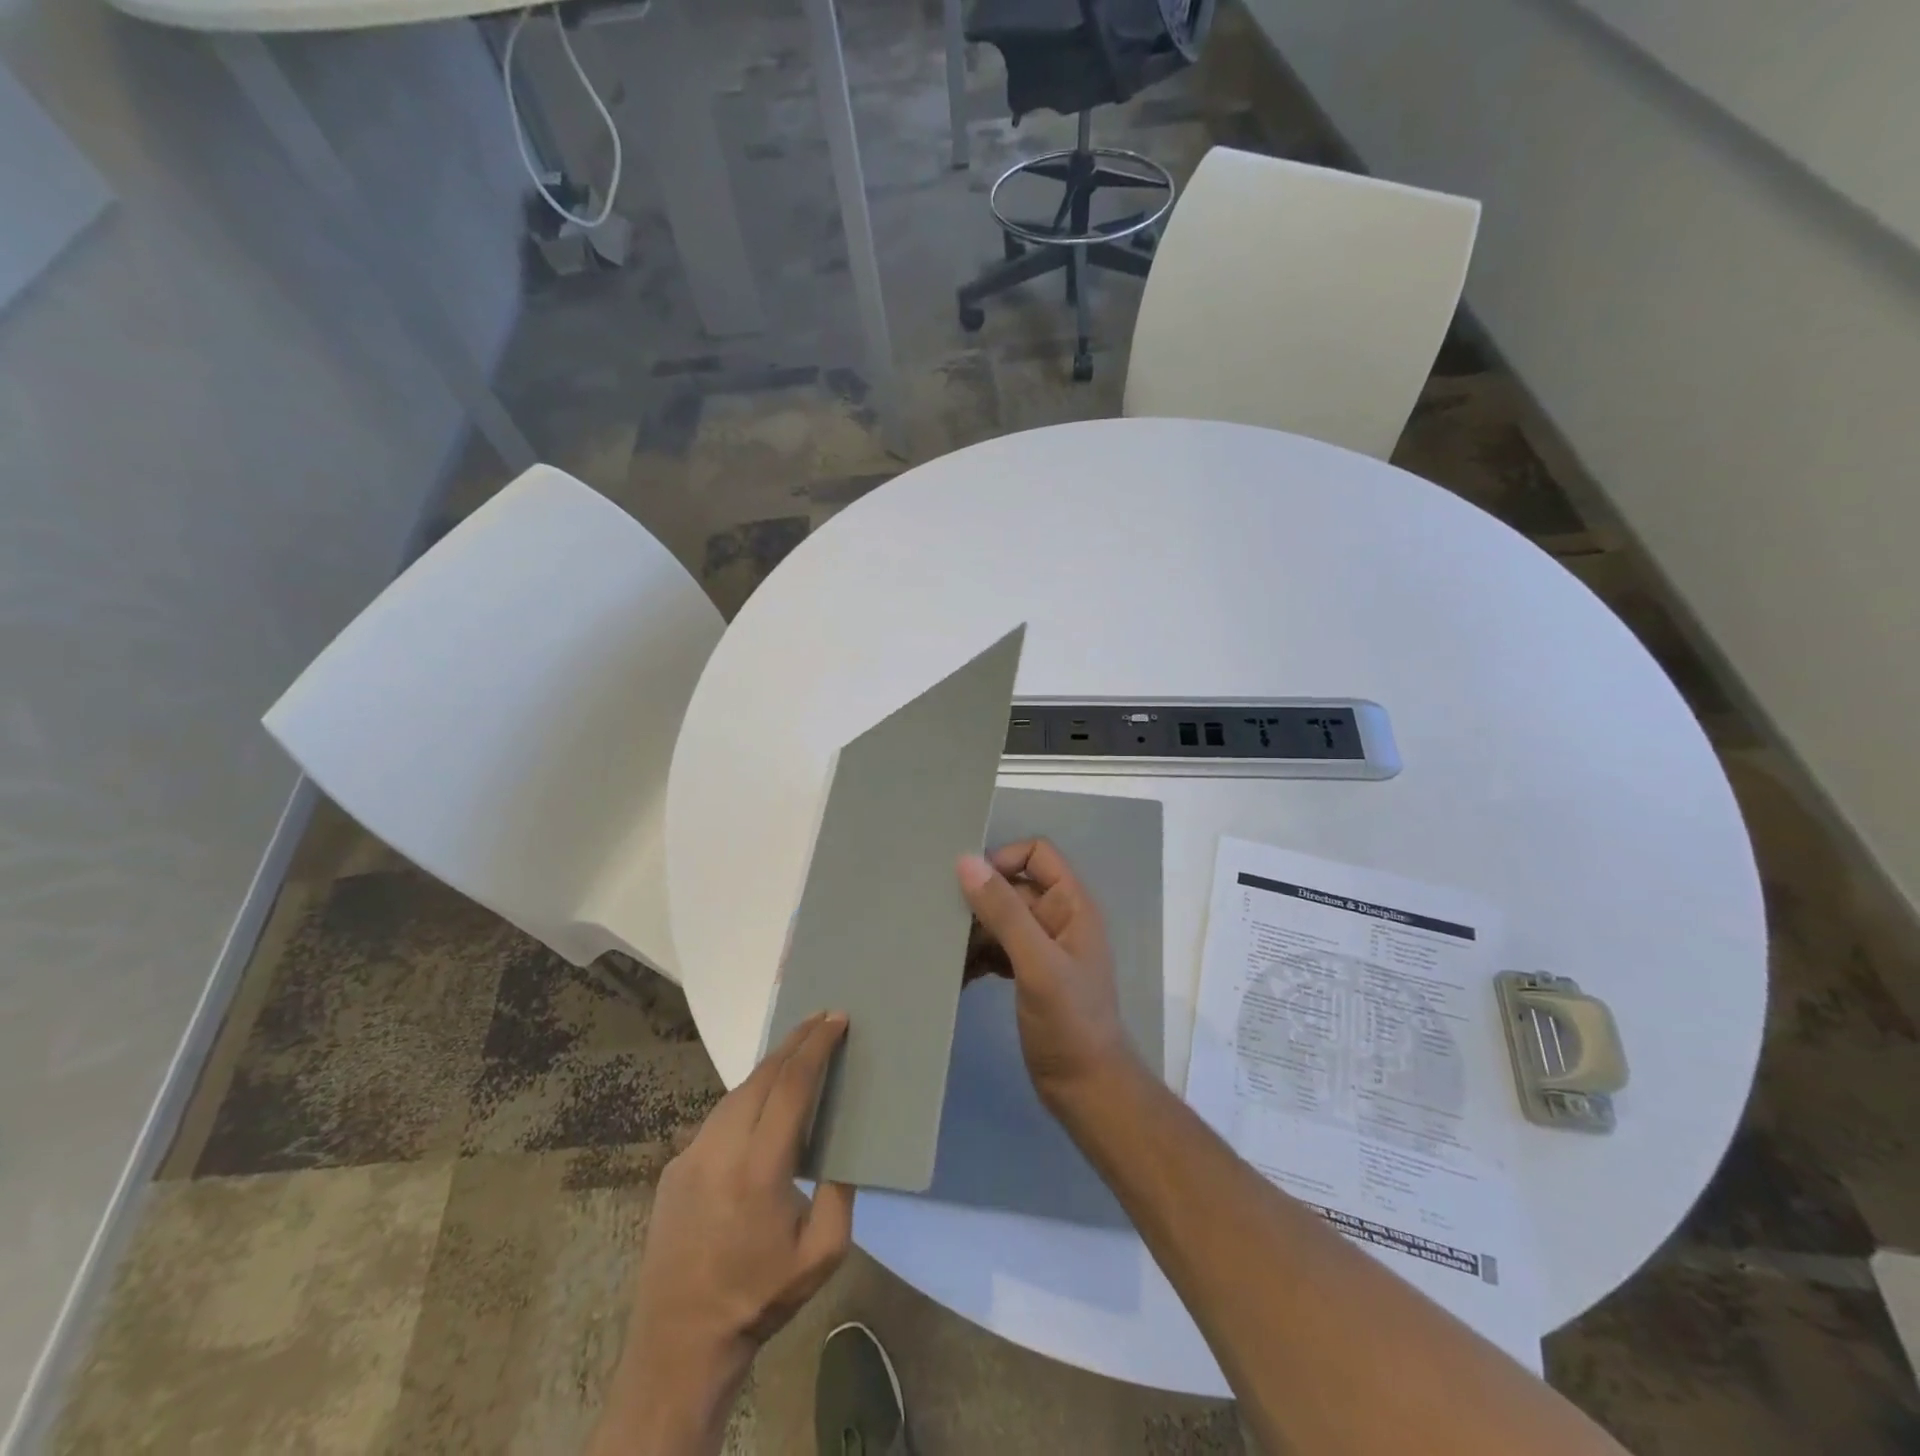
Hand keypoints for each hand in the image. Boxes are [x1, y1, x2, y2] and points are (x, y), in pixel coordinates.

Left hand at [593, 1013, 854, 1455]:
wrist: (679, 1342)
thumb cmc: (760, 1297)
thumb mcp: (823, 1253)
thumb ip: (840, 1191)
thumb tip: (844, 1144)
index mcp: (760, 1168)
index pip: (791, 1087)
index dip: (816, 1048)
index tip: (836, 1020)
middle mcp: (721, 1149)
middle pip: (762, 1076)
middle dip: (795, 1042)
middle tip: (822, 1020)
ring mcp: (691, 1155)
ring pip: (736, 1092)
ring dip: (769, 1067)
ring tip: (797, 1051)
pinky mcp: (675, 1166)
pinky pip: (718, 1117)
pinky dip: (746, 1097)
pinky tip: (761, 1102)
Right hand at [957, 840, 1134, 1107]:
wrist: (1086, 1089)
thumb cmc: (1069, 1022)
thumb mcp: (1036, 963)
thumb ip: (1004, 912)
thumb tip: (966, 861)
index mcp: (1071, 905)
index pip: (1036, 854)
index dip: (1003, 860)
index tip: (968, 886)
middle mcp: (1058, 918)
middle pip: (1012, 886)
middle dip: (978, 900)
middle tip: (940, 919)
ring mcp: (1043, 947)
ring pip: (1000, 919)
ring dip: (973, 931)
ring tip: (942, 949)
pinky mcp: (1028, 973)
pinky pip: (996, 948)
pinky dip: (976, 956)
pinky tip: (956, 974)